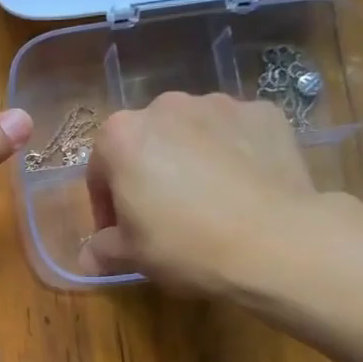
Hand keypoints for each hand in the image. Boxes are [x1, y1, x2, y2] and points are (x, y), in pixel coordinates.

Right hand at [85, 92, 359, 295]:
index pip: (100, 170)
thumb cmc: (186, 246)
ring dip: (190, 160)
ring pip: (192, 134)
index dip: (106, 207)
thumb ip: (102, 250)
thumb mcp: (133, 256)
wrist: (275, 242)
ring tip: (209, 201)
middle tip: (164, 217)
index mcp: (121, 136)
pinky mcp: (264, 112)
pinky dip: (234, 153)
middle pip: (146, 143)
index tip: (120, 235)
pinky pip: (236, 133)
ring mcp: (219, 104)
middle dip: (149, 175)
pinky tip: (244, 189)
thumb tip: (87, 257)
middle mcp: (165, 106)